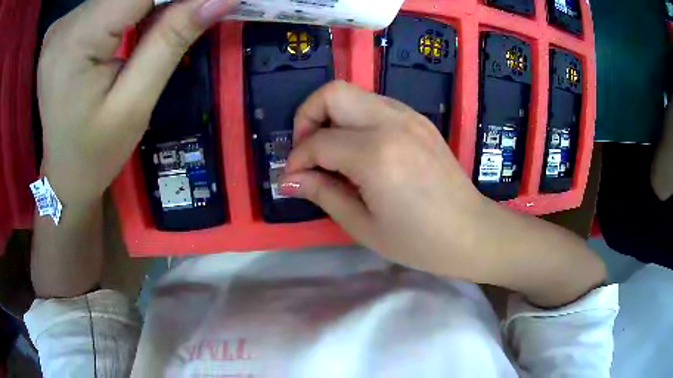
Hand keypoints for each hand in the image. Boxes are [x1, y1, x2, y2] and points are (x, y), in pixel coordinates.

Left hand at [38, 0, 236, 206]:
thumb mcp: (135, 103)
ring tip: (167, 23)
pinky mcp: (65, 28)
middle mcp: (65, 24)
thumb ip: (171, 40)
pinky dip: (131, 6)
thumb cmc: (96, 152)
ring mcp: (62, 25)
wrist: (64, 174)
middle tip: (192, 14)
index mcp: (75, 41)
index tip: (209, 3)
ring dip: (150, 2)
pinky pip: (106, 2)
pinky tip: (138, 23)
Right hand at [284, 81, 605, 305]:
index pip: (318, 142)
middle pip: (332, 92)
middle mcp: (391, 122)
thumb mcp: (363, 226)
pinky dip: (355, 119)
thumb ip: (323, 193)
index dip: (297, 160)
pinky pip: (374, 104)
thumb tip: (292, 178)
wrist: (472, 233)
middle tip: (308, 153)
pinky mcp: (418, 119)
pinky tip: (359, 149)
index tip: (292, 180)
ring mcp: (409, 116)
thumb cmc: (419, 241)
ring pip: (353, 93)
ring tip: (330, 152)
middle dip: (307, 118)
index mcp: (376, 154)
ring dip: (331, 116)